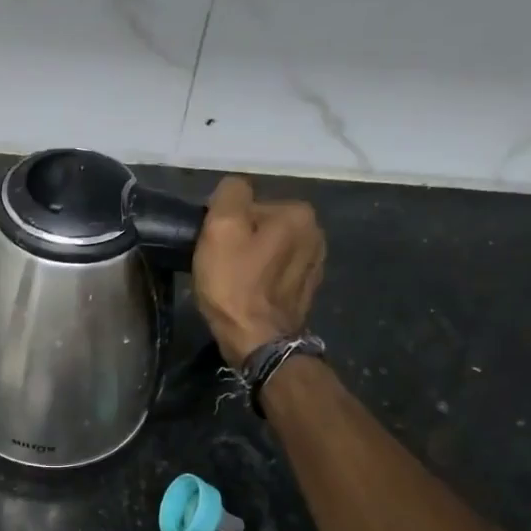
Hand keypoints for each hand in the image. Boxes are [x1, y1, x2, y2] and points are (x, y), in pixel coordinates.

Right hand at [192, 176, 324, 364]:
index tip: (215, 249)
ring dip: (252, 261)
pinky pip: (277, 273)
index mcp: (297, 212)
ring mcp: (315, 263)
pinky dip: (263, 279)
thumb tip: (234, 188)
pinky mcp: (308, 290)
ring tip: (235, 284)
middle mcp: (315, 232)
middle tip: (221, 268)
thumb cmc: (235, 285)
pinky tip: (251, 295)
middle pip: (262, 226)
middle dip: (241, 242)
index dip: (226, 226)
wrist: (258, 342)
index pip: (249, 205)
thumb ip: (229, 195)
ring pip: (269, 250)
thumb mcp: (221, 229)